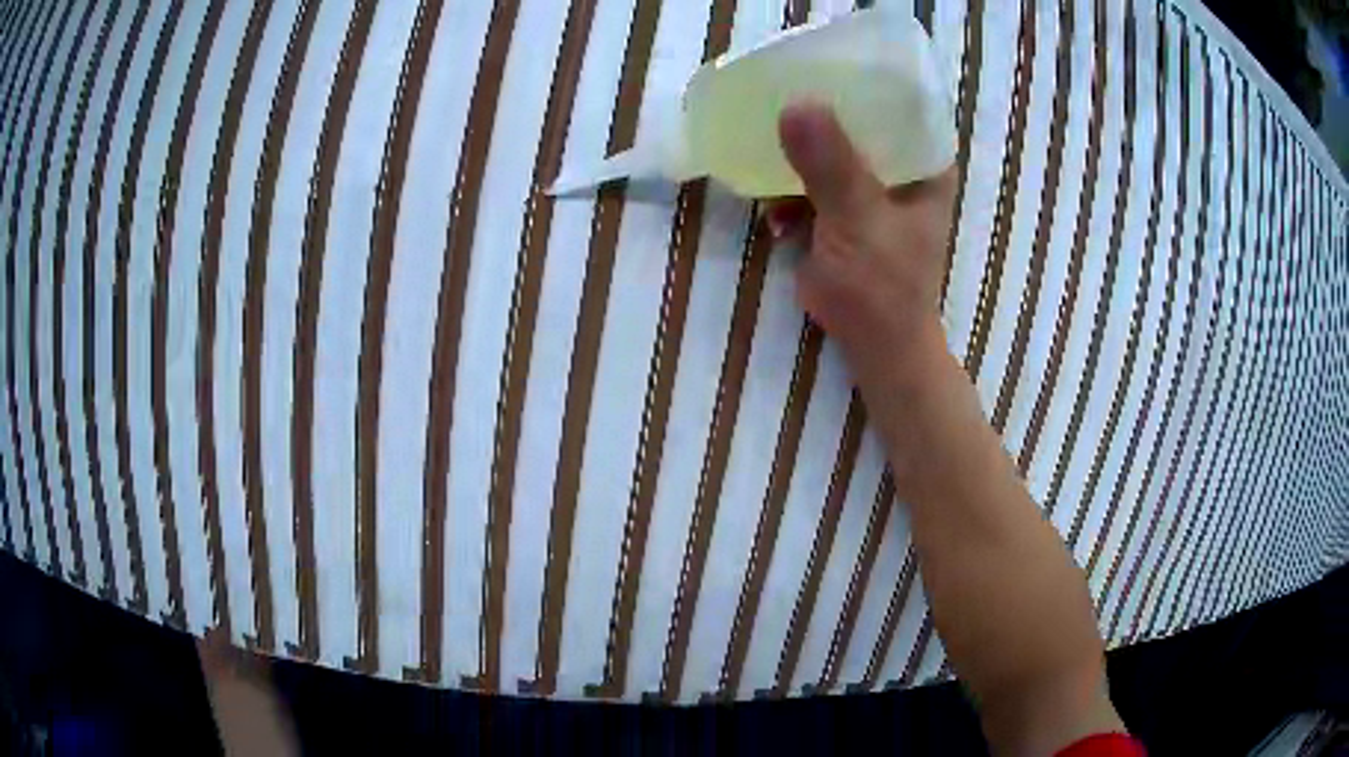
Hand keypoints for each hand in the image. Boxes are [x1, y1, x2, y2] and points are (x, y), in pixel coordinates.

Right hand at [768, 102, 955, 382]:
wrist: (874, 344)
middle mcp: (900, 167)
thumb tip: (795, 106)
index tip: (815, 66)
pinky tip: (775, 216)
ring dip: (795, 159)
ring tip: (769, 172)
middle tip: (775, 102)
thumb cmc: (884, 285)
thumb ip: (831, 166)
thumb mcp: (859, 220)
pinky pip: (809, 182)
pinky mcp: (842, 210)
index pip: (896, 102)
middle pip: (856, 121)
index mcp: (924, 162)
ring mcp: (869, 188)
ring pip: (828, 150)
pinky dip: (788, 194)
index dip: (858, 82)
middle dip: (816, 116)